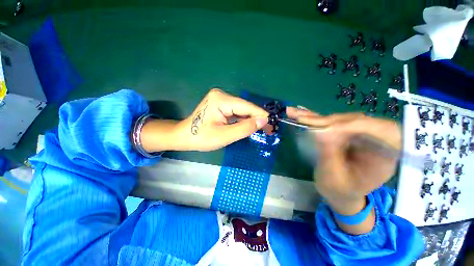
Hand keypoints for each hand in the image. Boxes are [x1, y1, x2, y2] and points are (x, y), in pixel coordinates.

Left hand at [140, 89, 270, 152]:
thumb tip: (263, 121)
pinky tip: (250, 126)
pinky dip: (244, 120)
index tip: (272, 125)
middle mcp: (222, 95)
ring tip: (262, 129)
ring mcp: (221, 99)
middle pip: (245, 107)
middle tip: (269, 130)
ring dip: (251, 120)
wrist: (184, 136)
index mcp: (221, 100)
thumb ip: (244, 128)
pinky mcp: (221, 104)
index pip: (247, 107)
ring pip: (242, 110)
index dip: (261, 116)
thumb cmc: (201, 138)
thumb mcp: (224, 136)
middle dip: (257, 119)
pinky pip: (237, 112)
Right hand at [287, 107, 400, 233]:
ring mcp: (357, 134)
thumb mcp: (335, 178)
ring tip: (294, 114)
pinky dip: (312, 118)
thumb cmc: (340, 191)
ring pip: (339, 118)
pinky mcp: (343, 132)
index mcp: (385, 155)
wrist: (339, 191)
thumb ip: (329, 155)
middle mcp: (375, 139)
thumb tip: (319, 131)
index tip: (326, 129)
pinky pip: (329, 122)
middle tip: (303, 121)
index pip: (382, 130)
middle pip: (356, 120)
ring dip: (316, 117)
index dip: (354, 125)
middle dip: (327, 121)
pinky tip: (298, 113)